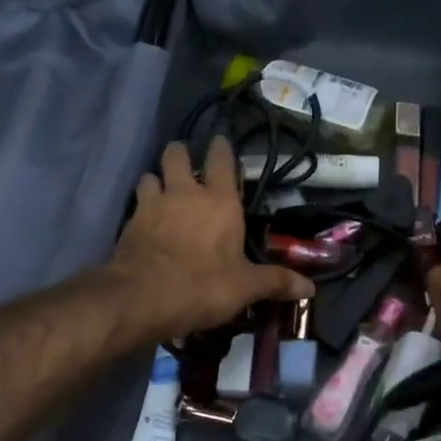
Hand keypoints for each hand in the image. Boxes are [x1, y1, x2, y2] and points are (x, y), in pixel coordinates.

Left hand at [105, 137, 312, 340]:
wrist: (141, 298)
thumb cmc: (202, 286)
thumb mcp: (245, 288)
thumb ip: (276, 282)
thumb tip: (311, 289)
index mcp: (220, 201)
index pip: (221, 159)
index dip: (221, 148)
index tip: (221, 142)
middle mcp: (185, 193)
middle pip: (177, 155)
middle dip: (181, 153)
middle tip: (186, 163)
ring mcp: (152, 204)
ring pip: (151, 175)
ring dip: (157, 179)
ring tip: (163, 190)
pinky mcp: (129, 222)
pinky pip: (136, 203)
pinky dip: (141, 205)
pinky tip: (145, 220)